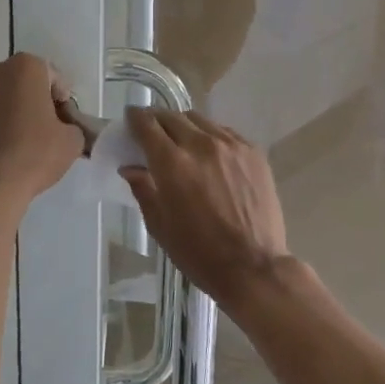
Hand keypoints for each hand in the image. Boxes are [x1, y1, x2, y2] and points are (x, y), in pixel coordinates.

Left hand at [0, 53, 83, 205]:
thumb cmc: (34, 154)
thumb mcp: (72, 140)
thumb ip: (73, 125)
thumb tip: (64, 128)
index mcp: (25, 67)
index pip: (54, 78)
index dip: (64, 101)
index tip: (66, 123)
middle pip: (28, 83)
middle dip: (40, 101)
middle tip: (51, 130)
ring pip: (9, 96)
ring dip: (21, 111)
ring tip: (30, 141)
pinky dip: (4, 122)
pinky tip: (12, 146)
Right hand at [121, 109, 289, 310]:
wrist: (254, 267)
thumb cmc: (199, 253)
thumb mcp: (160, 226)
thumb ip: (143, 189)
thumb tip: (130, 167)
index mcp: (172, 163)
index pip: (147, 125)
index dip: (135, 118)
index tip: (130, 119)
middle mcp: (201, 145)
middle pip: (172, 117)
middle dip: (158, 120)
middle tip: (152, 132)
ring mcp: (231, 146)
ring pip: (200, 120)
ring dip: (184, 126)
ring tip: (182, 141)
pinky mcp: (253, 152)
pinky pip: (225, 132)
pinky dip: (210, 136)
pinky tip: (210, 153)